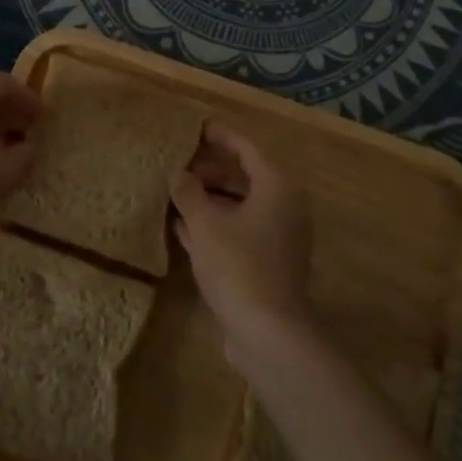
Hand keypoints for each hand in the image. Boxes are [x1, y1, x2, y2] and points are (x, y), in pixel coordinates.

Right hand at [170, 123, 315, 370]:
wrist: (268, 333)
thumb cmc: (238, 265)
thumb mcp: (205, 224)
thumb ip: (189, 193)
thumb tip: (178, 174)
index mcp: (276, 187)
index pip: (248, 149)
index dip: (222, 137)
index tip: (198, 127)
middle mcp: (284, 208)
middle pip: (246, 178)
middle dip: (212, 171)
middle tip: (180, 165)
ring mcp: (279, 238)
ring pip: (241, 208)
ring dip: (211, 201)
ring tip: (176, 194)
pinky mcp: (269, 265)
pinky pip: (240, 232)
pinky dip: (216, 226)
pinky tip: (183, 229)